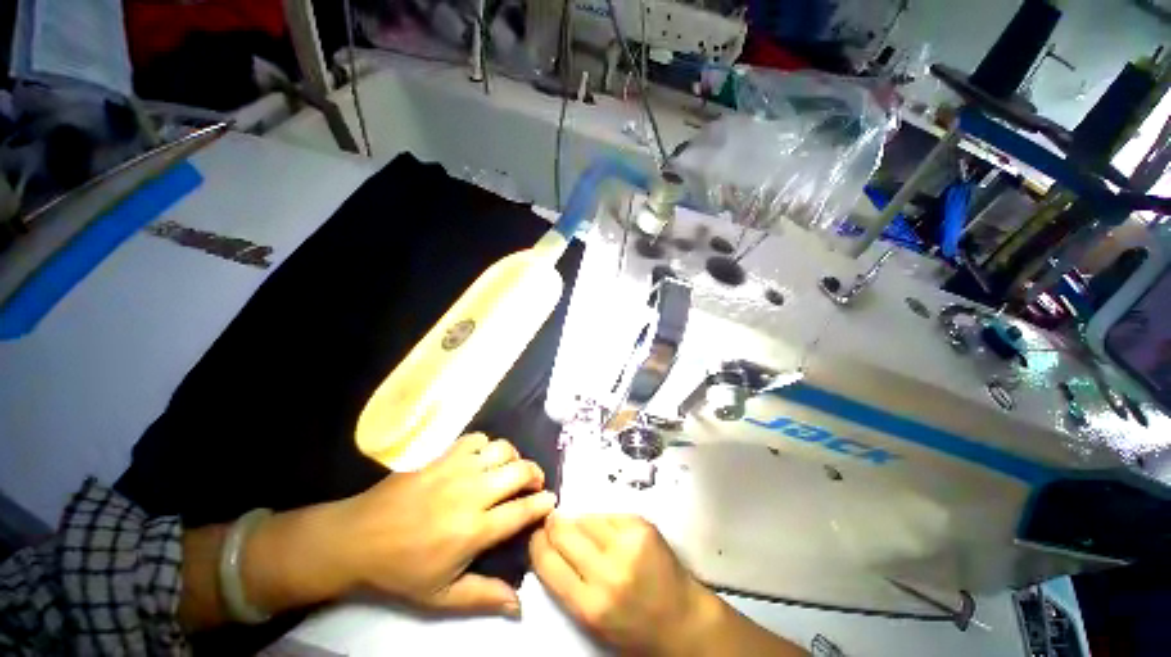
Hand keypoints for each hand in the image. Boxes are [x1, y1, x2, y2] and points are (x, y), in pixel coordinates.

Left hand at [329, 433, 556, 614]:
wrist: (357, 538)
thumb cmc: (401, 570)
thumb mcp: (441, 595)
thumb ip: (484, 596)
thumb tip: (520, 604)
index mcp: (474, 530)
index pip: (522, 511)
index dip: (543, 504)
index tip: (552, 501)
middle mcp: (472, 493)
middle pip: (519, 471)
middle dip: (535, 475)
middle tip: (535, 484)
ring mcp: (456, 469)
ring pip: (502, 449)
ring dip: (514, 457)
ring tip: (511, 469)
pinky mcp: (442, 455)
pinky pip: (476, 439)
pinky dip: (487, 446)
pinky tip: (482, 459)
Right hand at [529, 514, 718, 655]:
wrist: (682, 619)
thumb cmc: (633, 627)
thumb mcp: (592, 620)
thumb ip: (567, 583)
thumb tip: (547, 543)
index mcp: (590, 605)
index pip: (547, 562)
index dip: (536, 543)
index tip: (534, 535)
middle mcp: (607, 572)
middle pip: (563, 532)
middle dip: (553, 526)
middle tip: (551, 523)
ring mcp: (627, 544)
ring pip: (585, 518)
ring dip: (579, 523)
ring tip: (585, 533)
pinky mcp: (641, 525)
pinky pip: (607, 514)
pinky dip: (602, 522)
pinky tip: (608, 533)